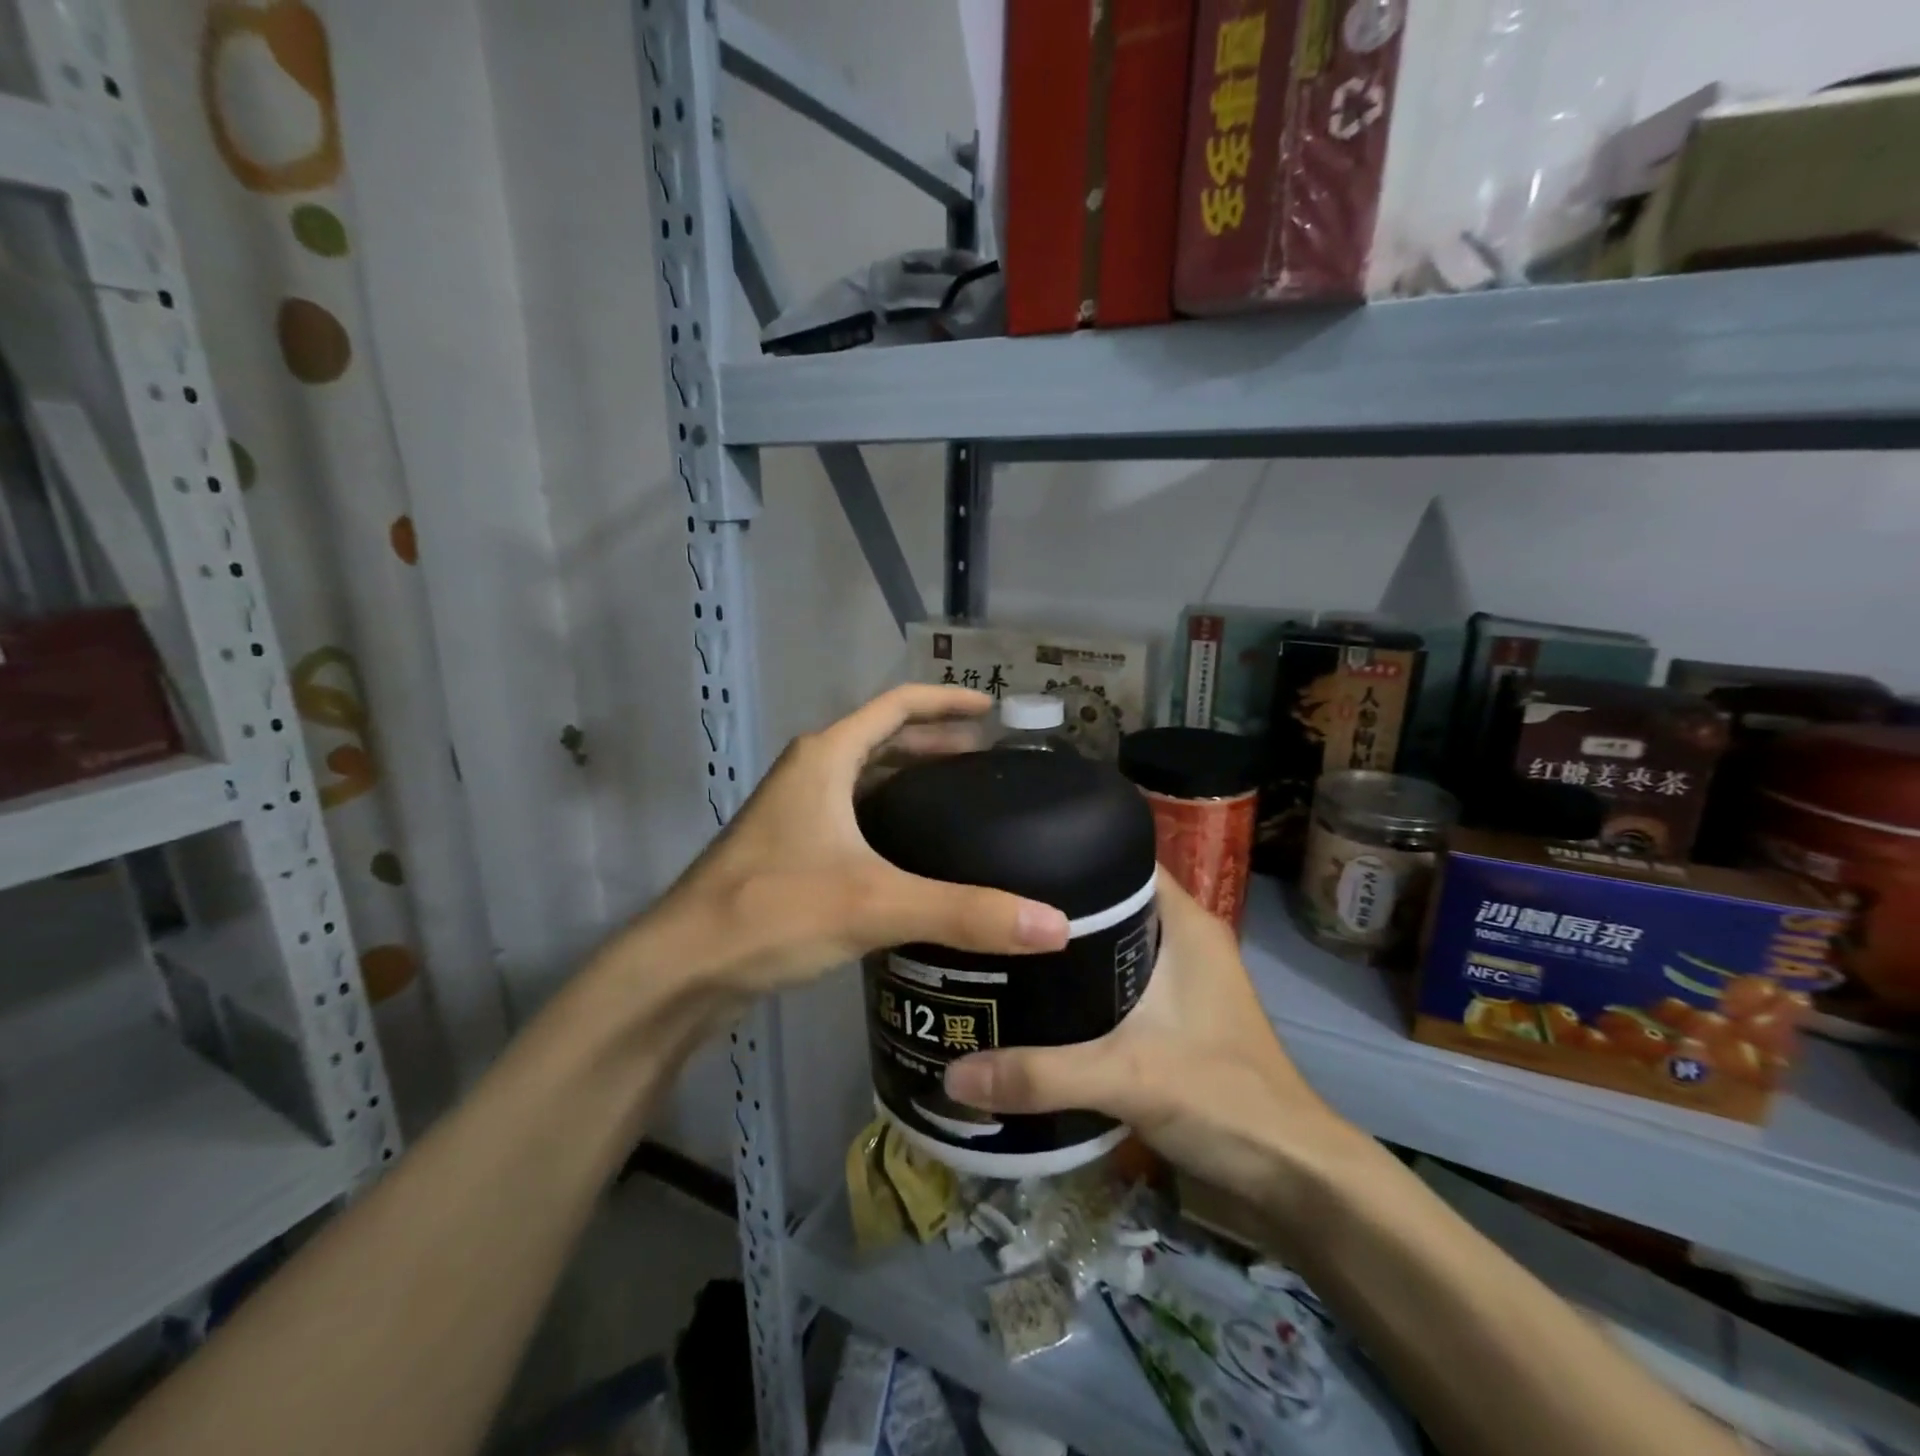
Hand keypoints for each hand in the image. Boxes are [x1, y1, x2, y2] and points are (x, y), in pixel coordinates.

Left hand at [629, 686, 1070, 1015]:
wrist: (680, 969)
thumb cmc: (772, 912)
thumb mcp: (875, 904)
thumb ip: (965, 913)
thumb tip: (1056, 925)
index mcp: (825, 758)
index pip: (896, 706)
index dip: (946, 702)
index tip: (992, 711)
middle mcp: (808, 774)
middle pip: (881, 740)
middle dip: (935, 743)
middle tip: (988, 762)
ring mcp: (794, 815)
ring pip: (863, 781)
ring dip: (909, 780)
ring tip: (959, 801)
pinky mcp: (789, 854)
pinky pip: (851, 818)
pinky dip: (887, 820)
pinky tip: (914, 855)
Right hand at [943, 875, 1361, 1218]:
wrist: (1291, 1174)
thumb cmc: (1223, 1097)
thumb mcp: (1126, 1077)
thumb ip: (1040, 1074)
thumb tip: (954, 1076)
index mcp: (1184, 921)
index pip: (1121, 858)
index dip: (1070, 851)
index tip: (1011, 858)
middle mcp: (1183, 938)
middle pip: (1109, 900)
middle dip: (1053, 905)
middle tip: (993, 909)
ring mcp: (1181, 978)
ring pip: (1111, 943)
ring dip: (1065, 950)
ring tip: (1001, 950)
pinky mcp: (1174, 1015)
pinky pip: (1116, 980)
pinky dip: (1081, 985)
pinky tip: (1037, 1000)